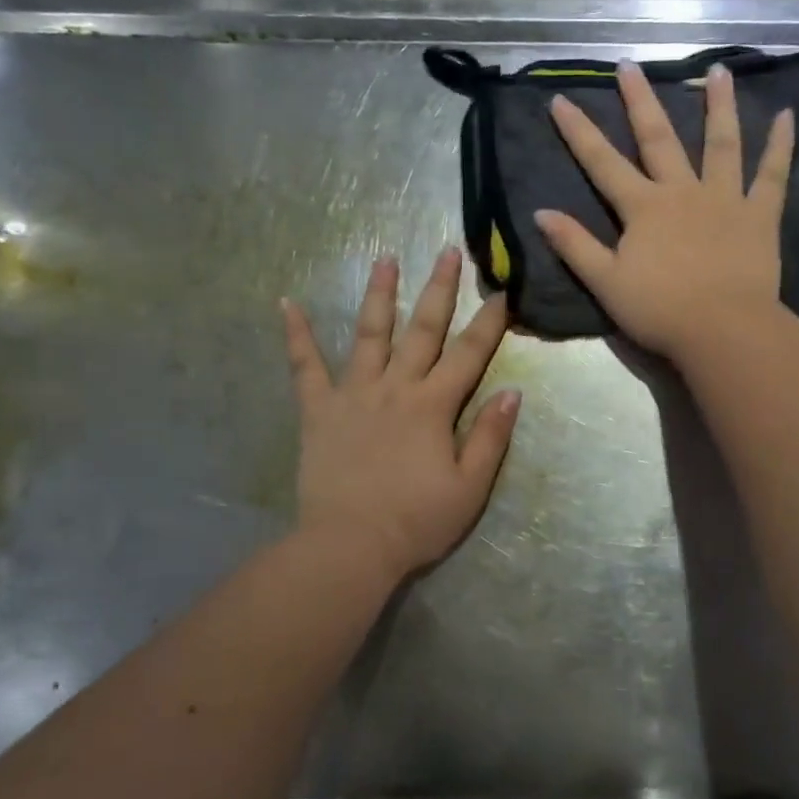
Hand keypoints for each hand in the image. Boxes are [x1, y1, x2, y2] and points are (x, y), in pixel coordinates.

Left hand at [282, 249, 518, 579]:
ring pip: (369, 334)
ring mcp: (353, 394)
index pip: (470, 354)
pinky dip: (296, 334)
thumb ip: (491, 437)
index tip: (501, 292)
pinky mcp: (318, 410)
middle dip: (439, 289)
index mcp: (434, 406)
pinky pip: (304, 367)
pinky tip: (286, 304)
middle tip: (447, 252)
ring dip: (379, 294)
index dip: (489, 323)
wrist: (350, 546)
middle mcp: (396, 387)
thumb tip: (512, 392)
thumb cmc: (417, 521)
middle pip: (422, 329)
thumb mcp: (470, 487)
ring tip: (385, 259)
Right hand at [535, 60, 793, 359]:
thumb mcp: (606, 283)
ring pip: (721, 143)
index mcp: (643, 208)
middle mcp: (682, 191)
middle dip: (640, 101)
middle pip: (659, 139)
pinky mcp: (759, 216)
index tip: (560, 98)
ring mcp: (725, 199)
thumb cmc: (660, 311)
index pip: (603, 163)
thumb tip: (540, 212)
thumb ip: (575, 246)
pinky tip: (787, 116)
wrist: (722, 331)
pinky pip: (772, 175)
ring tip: (718, 70)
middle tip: (631, 65)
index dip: (579, 132)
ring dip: (718, 105)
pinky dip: (781, 145)